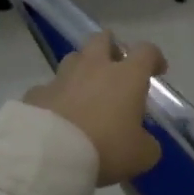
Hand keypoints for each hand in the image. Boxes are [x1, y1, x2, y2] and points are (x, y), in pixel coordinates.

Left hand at [25, 33, 166, 185]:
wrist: (49, 155)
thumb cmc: (106, 148)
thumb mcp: (142, 154)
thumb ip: (148, 144)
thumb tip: (145, 142)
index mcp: (127, 76)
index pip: (146, 51)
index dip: (154, 58)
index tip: (157, 71)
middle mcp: (94, 68)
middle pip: (102, 39)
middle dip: (111, 47)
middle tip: (116, 66)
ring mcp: (62, 78)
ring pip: (73, 59)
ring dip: (82, 69)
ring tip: (86, 90)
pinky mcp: (36, 94)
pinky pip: (48, 88)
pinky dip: (56, 97)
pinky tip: (57, 115)